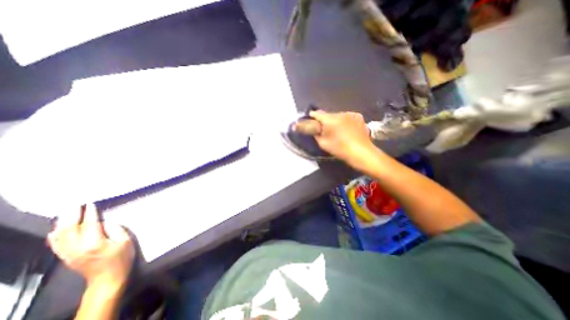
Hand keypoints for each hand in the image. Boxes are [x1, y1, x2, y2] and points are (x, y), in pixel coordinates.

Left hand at [48, 204, 134, 290]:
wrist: (108, 278)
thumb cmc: (122, 258)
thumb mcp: (126, 241)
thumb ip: (115, 230)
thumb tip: (106, 222)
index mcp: (95, 243)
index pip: (90, 224)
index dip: (90, 213)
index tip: (90, 204)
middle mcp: (77, 248)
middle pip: (70, 229)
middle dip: (72, 216)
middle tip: (75, 204)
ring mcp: (69, 254)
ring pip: (60, 236)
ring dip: (62, 223)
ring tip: (66, 213)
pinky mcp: (66, 258)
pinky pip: (56, 245)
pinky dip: (55, 236)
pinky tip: (56, 229)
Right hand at [305, 110, 379, 164]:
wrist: (361, 152)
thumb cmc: (340, 149)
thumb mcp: (323, 144)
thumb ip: (316, 134)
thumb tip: (315, 129)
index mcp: (330, 119)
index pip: (317, 113)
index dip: (312, 116)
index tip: (310, 118)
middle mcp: (340, 113)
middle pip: (328, 115)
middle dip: (325, 121)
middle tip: (325, 130)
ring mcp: (351, 114)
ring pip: (338, 116)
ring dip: (336, 121)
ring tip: (338, 131)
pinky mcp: (358, 116)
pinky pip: (347, 117)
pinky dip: (345, 122)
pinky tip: (347, 130)